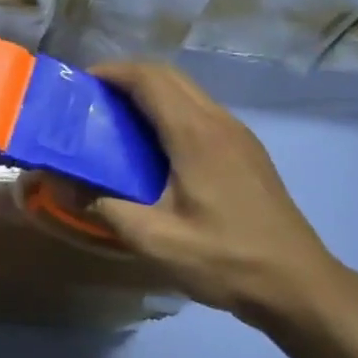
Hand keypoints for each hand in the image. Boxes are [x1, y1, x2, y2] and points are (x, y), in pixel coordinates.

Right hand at [90, 61, 352, 326]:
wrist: (297, 284)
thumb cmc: (224, 259)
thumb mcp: (154, 239)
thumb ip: (103, 207)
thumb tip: (61, 186)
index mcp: (196, 135)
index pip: (149, 79)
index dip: (111, 73)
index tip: (78, 85)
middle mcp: (219, 123)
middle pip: (169, 77)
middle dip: (126, 78)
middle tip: (89, 102)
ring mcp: (238, 136)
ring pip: (187, 93)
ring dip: (148, 94)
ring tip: (112, 121)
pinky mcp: (246, 152)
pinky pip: (200, 113)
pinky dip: (168, 113)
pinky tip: (150, 149)